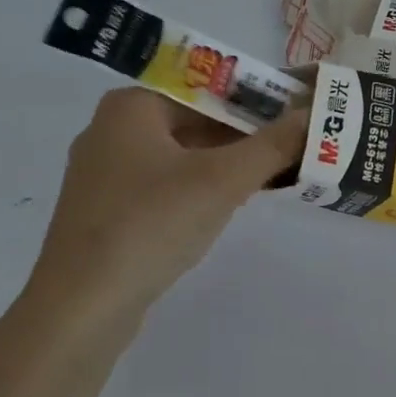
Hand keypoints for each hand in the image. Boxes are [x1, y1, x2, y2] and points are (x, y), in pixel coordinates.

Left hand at [27, 87, 306, 331]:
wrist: (81, 308)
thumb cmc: (151, 224)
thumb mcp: (221, 181)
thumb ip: (272, 145)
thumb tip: (315, 114)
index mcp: (131, 105)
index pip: (206, 88)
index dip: (255, 101)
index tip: (293, 118)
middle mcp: (110, 129)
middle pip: (191, 120)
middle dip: (240, 136)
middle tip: (286, 150)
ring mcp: (102, 174)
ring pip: (176, 155)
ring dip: (220, 165)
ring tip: (265, 178)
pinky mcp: (103, 212)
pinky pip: (160, 186)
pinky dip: (193, 190)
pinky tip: (220, 209)